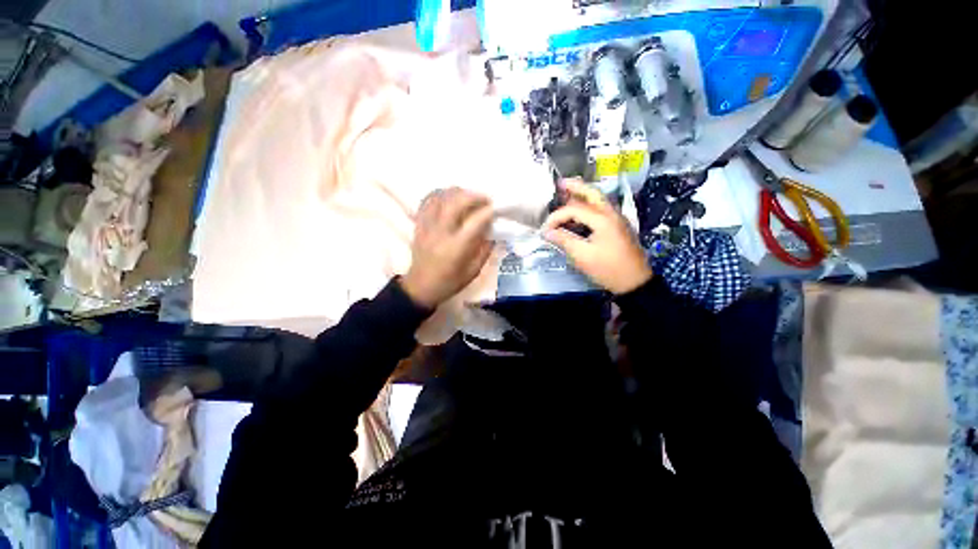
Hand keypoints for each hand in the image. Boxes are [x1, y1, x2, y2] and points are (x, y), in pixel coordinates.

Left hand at [400, 188, 493, 308]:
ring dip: (457, 193)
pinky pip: (427, 202)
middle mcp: (440, 233)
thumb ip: (485, 250)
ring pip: (440, 197)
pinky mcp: (418, 225)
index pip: (475, 221)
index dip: (488, 211)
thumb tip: (492, 230)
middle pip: (456, 202)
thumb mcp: (473, 271)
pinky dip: (439, 195)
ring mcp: (426, 227)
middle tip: (485, 199)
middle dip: (474, 196)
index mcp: (456, 248)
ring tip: (468, 197)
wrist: (420, 288)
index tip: (496, 208)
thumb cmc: (450, 282)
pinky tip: (448, 198)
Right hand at [543, 179, 652, 294]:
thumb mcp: (583, 256)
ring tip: (567, 192)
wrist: (635, 282)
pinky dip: (589, 205)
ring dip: (583, 194)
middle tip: (560, 183)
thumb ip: (564, 240)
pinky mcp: (618, 226)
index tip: (545, 229)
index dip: (556, 217)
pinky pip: (602, 209)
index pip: (574, 209)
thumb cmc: (608, 269)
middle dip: (575, 187)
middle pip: (592, 193)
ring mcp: (617, 218)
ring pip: (598, 199)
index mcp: (603, 219)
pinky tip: (580, 211)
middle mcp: (611, 213)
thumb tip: (547, 232)